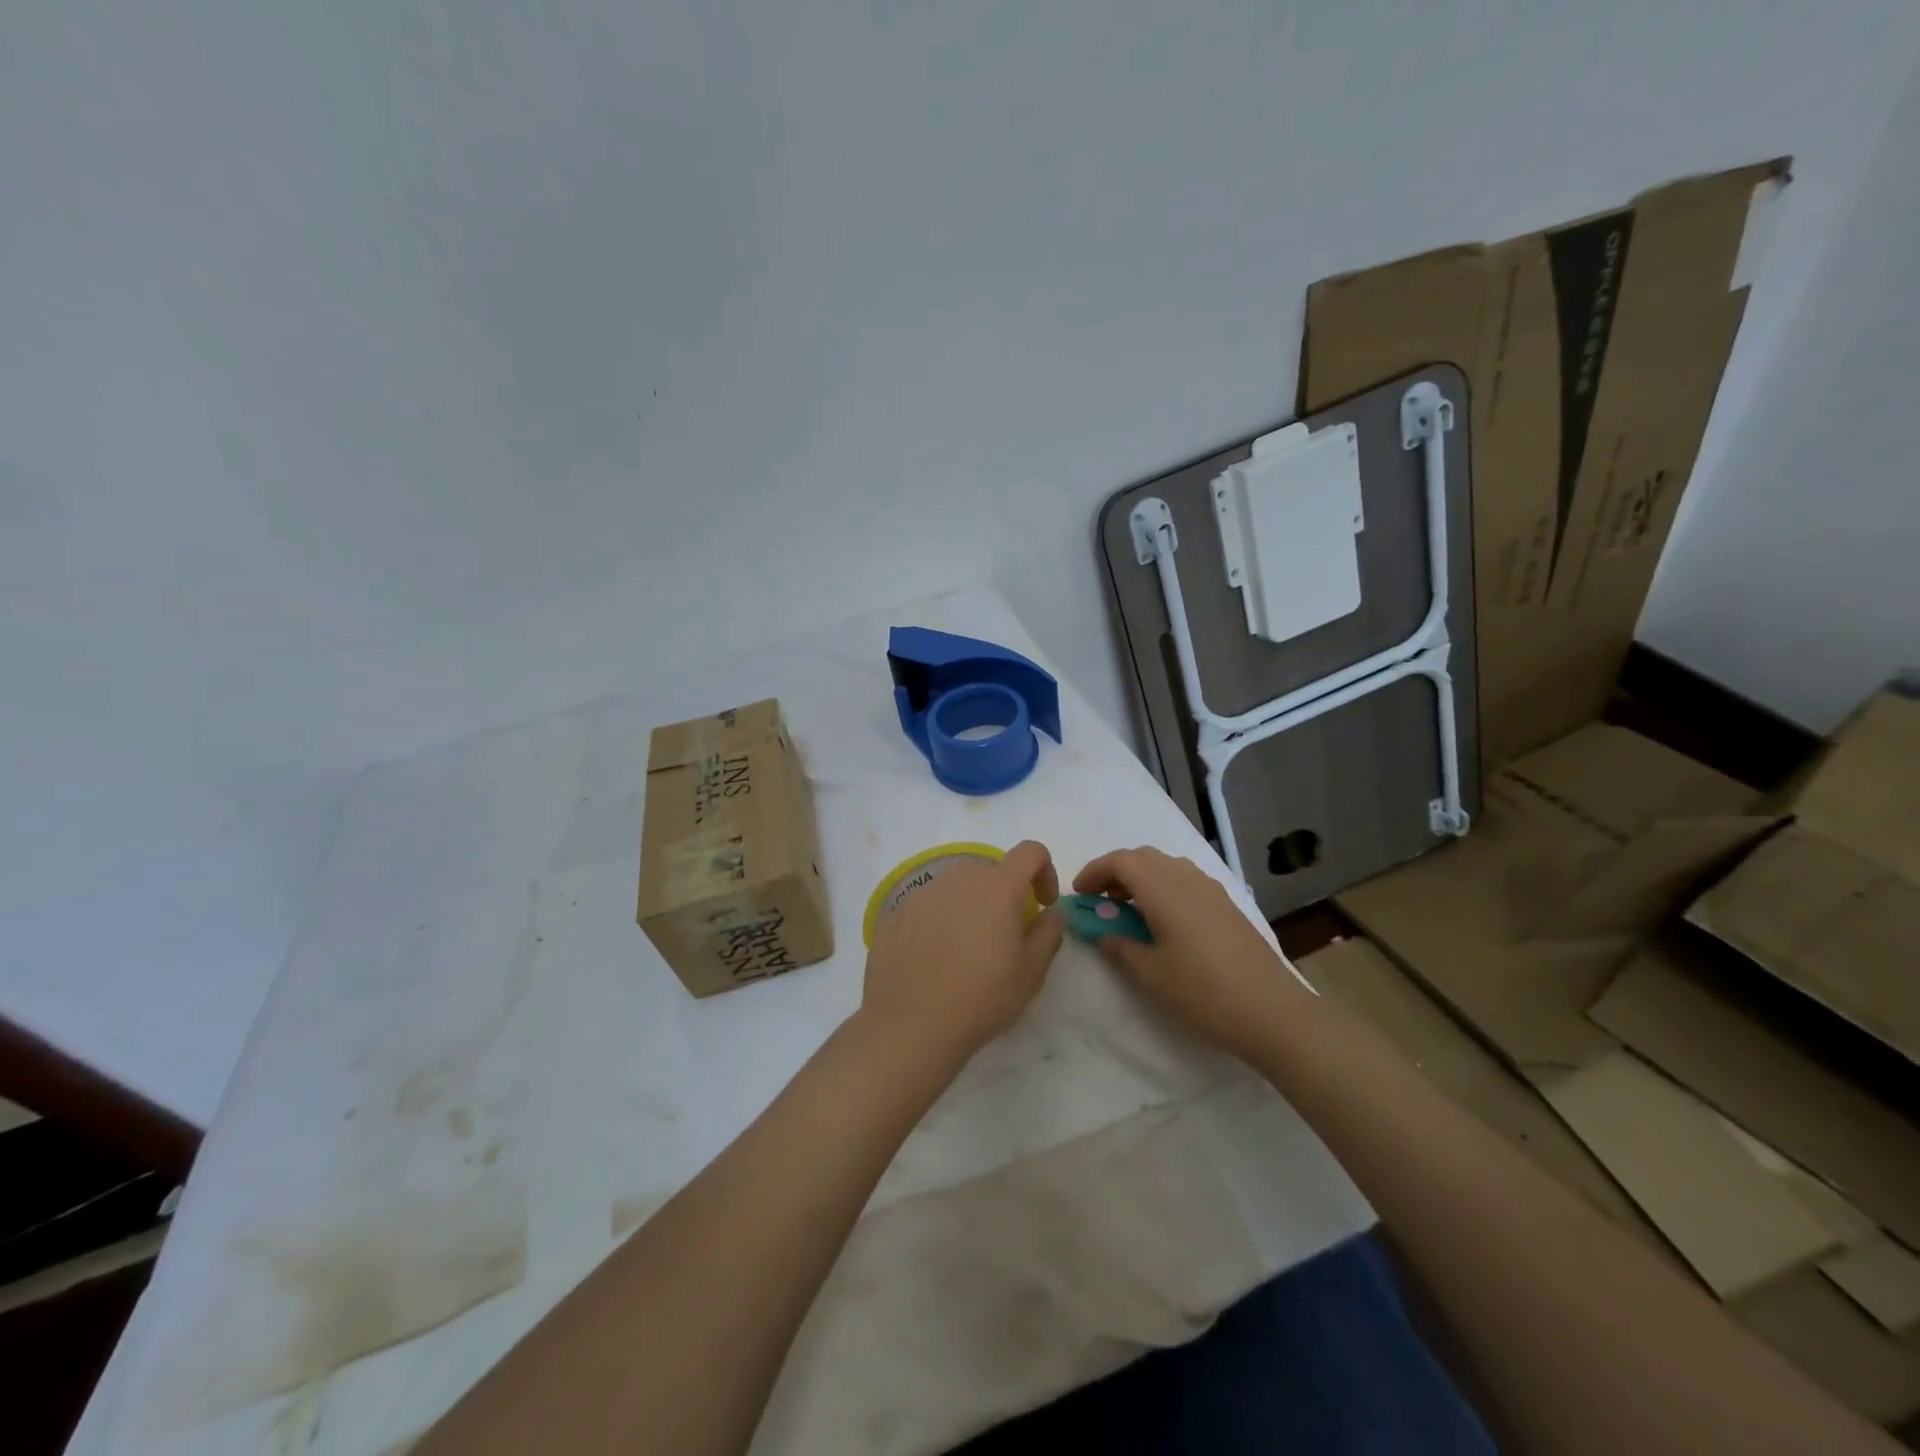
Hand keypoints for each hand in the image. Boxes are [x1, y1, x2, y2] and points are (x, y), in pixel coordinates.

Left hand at [860, 840, 1065, 1067]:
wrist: (910, 1025)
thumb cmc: (982, 997)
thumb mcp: (1032, 971)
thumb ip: (1050, 931)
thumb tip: (1052, 911)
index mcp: (996, 886)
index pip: (1030, 851)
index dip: (1044, 870)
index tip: (1042, 904)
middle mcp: (958, 878)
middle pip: (990, 871)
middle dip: (1005, 894)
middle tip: (1005, 935)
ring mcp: (922, 893)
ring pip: (956, 888)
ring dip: (970, 906)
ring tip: (967, 950)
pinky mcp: (895, 913)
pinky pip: (928, 907)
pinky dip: (939, 922)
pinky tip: (935, 960)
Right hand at [1074, 846, 1308, 1065]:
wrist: (1273, 1012)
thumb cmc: (1203, 992)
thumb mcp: (1150, 974)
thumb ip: (1119, 946)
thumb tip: (1102, 932)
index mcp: (1163, 889)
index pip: (1120, 861)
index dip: (1094, 872)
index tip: (1079, 894)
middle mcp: (1187, 878)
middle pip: (1143, 857)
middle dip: (1116, 872)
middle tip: (1100, 901)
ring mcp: (1211, 890)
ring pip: (1166, 866)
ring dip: (1141, 878)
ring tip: (1128, 911)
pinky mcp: (1227, 905)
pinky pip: (1185, 880)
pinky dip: (1163, 888)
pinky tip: (1162, 921)